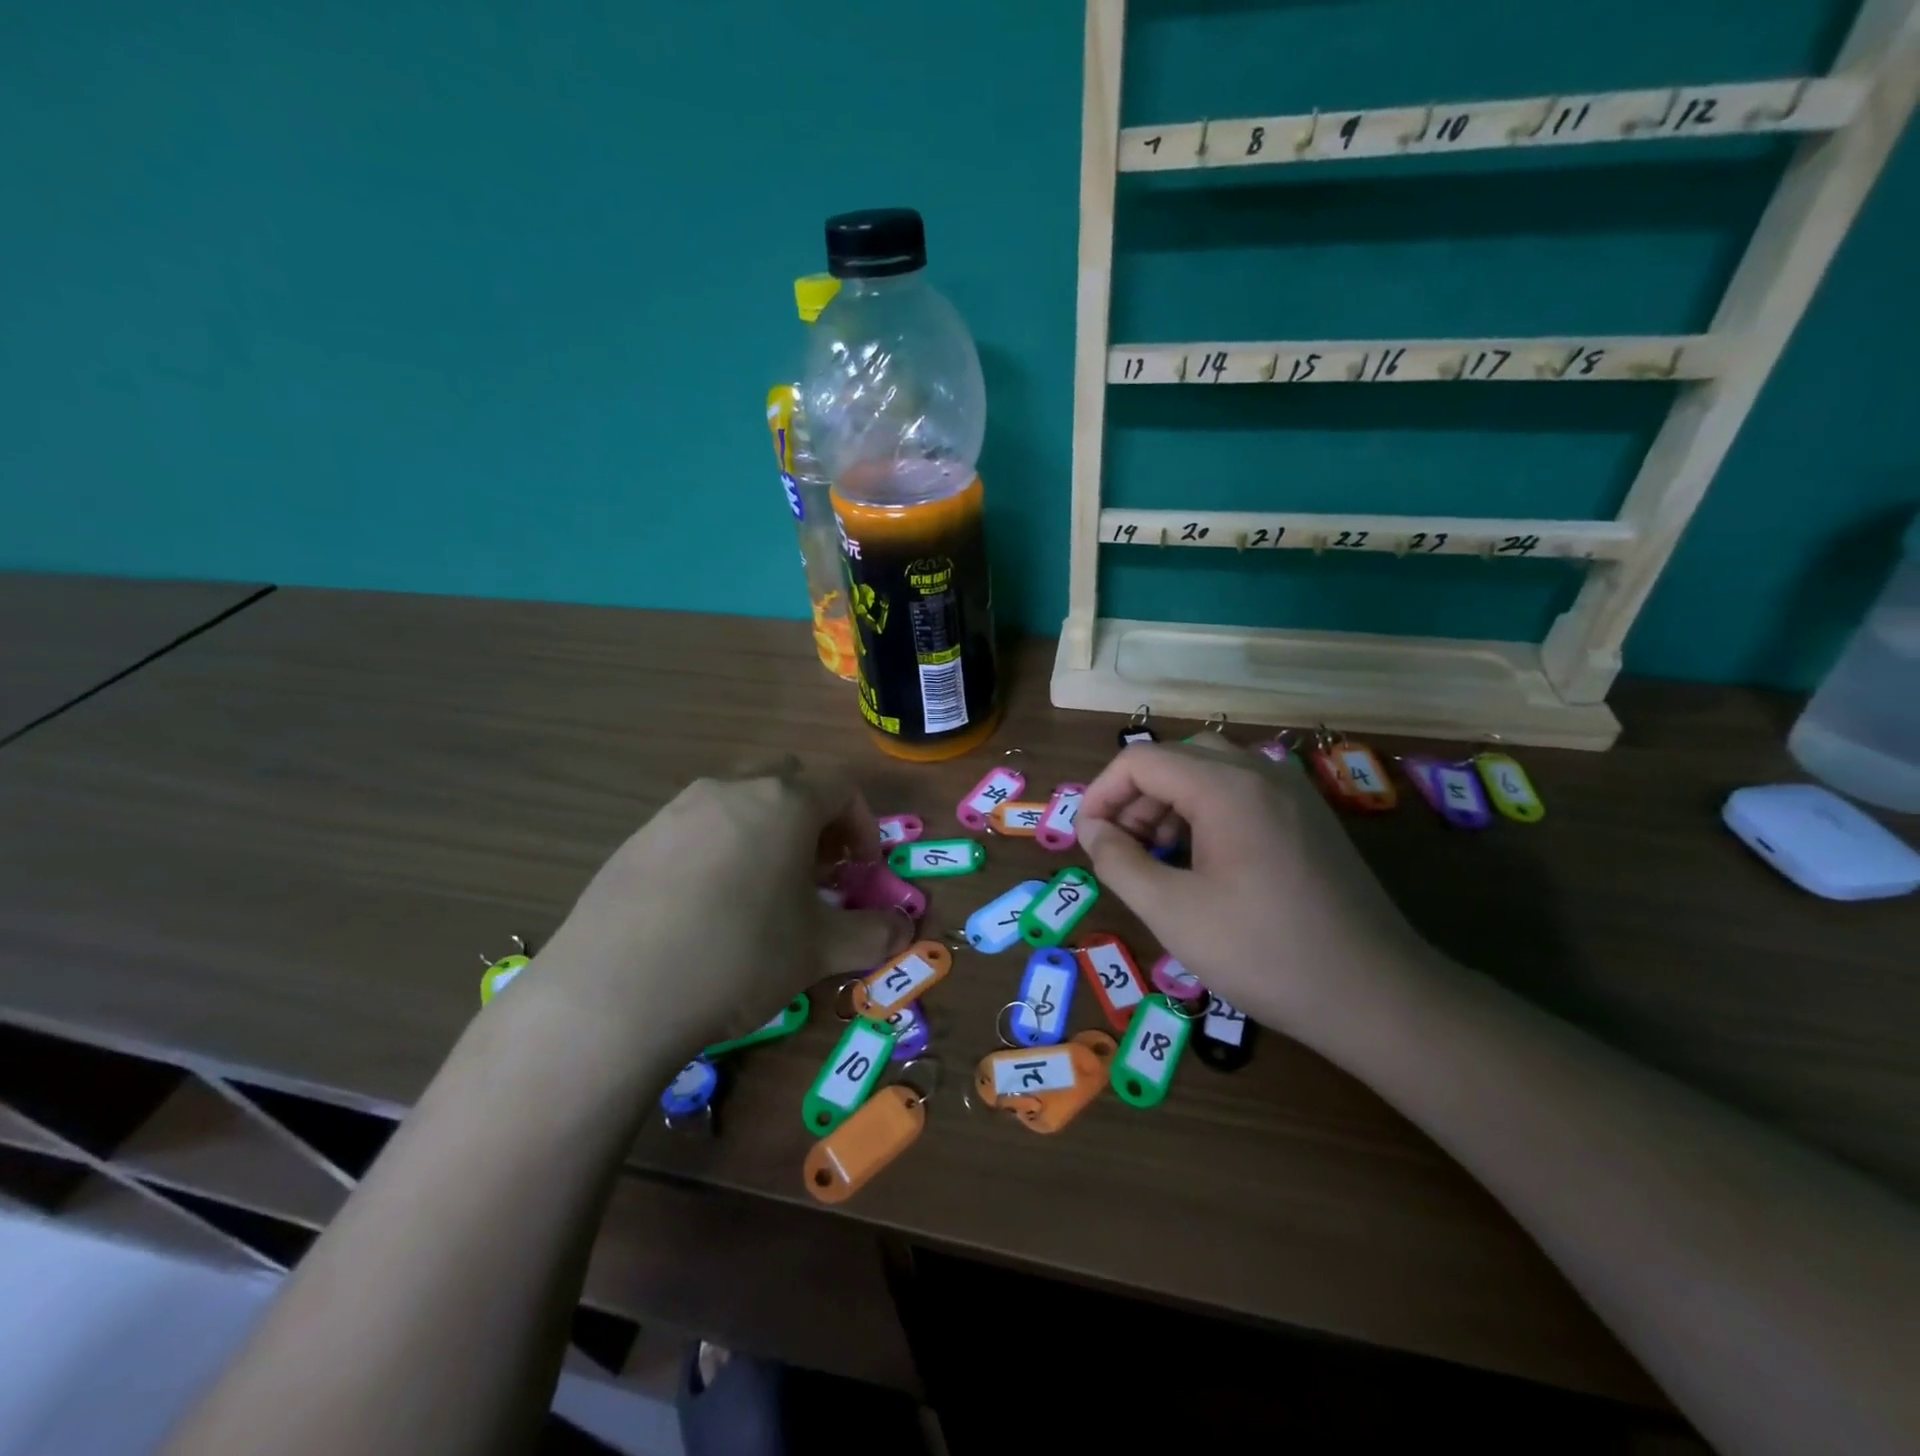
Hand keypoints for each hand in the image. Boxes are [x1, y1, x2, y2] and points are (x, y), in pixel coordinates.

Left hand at [523, 758, 910, 1056]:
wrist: (613, 995)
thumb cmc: (739, 957)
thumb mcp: (818, 951)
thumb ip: (873, 935)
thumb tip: (905, 932)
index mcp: (783, 802)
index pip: (841, 790)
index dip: (864, 827)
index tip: (861, 872)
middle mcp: (730, 790)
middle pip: (788, 780)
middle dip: (814, 818)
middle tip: (816, 869)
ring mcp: (676, 811)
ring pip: (739, 801)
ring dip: (765, 830)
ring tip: (763, 888)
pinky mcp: (635, 840)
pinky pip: (695, 828)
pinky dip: (719, 849)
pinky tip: (706, 906)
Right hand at [1078, 742, 1433, 1042]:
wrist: (1377, 995)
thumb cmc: (1264, 952)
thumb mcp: (1172, 912)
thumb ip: (1119, 862)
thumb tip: (1093, 831)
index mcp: (1226, 787)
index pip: (1140, 760)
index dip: (1101, 794)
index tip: (1087, 839)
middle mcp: (1262, 773)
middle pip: (1176, 758)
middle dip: (1136, 797)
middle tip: (1122, 849)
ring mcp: (1293, 793)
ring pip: (1210, 772)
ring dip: (1170, 803)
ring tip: (1157, 858)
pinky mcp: (1310, 818)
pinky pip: (1243, 793)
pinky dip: (1206, 811)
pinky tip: (1203, 862)